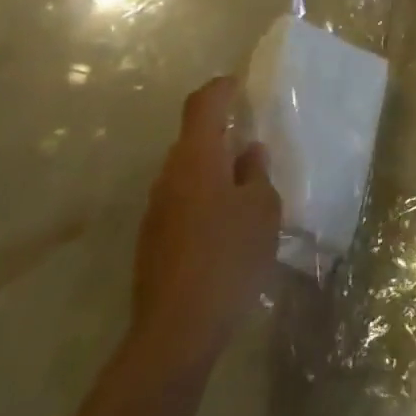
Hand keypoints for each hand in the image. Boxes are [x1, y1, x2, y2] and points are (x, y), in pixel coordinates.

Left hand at [127, 76, 280, 372]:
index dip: (221, 88)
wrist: (176, 332)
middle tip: (252, 139)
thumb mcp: (262, 209)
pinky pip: (183, 202)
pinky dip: (205, 199)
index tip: (238, 83)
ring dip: (214, 170)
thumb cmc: (228, 256)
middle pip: (193, 139)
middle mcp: (169, 176)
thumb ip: (257, 174)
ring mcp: (156, 211)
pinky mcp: (153, 242)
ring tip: (246, 185)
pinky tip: (227, 225)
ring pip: (188, 173)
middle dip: (221, 134)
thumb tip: (249, 154)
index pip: (203, 104)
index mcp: (197, 157)